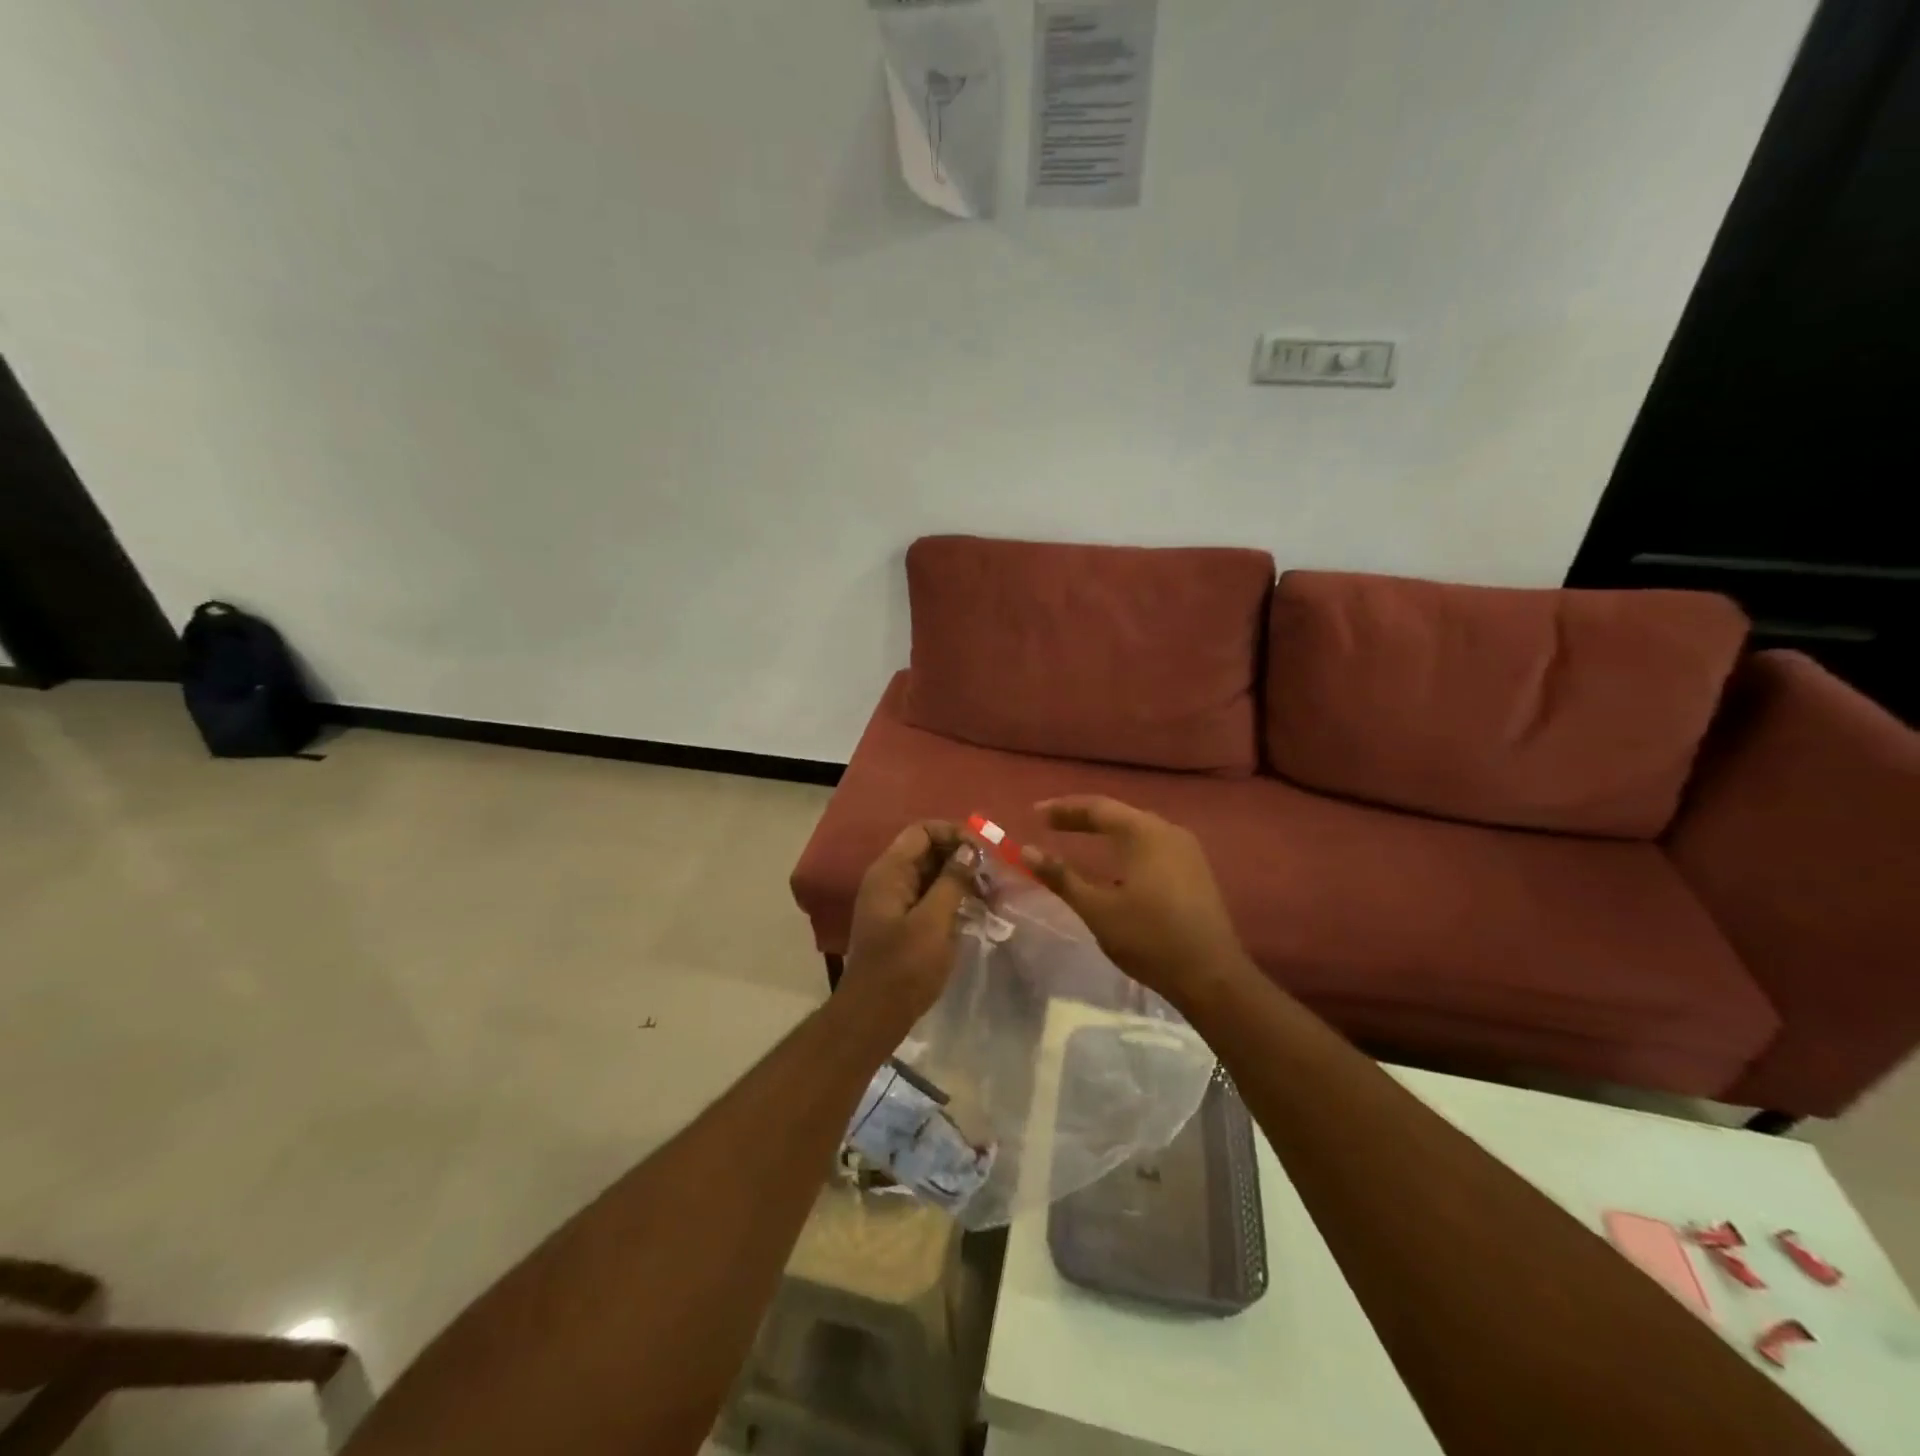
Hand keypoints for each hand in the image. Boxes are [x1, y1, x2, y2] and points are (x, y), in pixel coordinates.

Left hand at [842, 821, 977, 1019]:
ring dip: (959, 877)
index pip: (922, 831)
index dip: (954, 833)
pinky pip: (929, 896)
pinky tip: (976, 909)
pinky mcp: (902, 922)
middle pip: (927, 850)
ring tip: (991, 892)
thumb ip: (952, 881)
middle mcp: (888, 879)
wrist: (874, 1016)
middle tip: (993, 873)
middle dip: (961, 855)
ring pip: (930, 874)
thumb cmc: (904, 967)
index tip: (984, 852)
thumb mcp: (934, 922)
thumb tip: (970, 850)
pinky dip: (951, 896)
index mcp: (889, 872)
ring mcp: (894, 901)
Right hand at [1019, 796, 1251, 1008]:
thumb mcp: (1097, 910)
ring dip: (1106, 830)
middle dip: (1082, 817)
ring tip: (1077, 837)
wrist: (1212, 976)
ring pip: (1137, 828)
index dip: (1063, 809)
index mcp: (1144, 833)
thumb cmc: (1150, 939)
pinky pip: (1153, 844)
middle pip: (1118, 814)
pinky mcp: (1195, 869)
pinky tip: (1115, 861)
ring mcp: (1187, 850)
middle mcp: (1168, 831)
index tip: (1034, 814)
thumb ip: (1061, 877)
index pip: (1096, 808)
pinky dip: (1126, 845)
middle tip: (1051, 823)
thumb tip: (1027, 851)